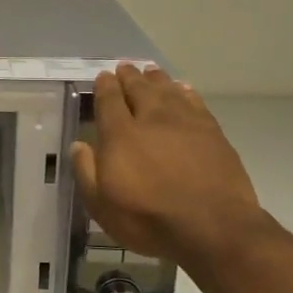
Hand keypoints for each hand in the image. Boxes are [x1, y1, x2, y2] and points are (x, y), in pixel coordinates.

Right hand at [69, 66, 269, 276]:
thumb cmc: (148, 219)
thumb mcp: (102, 205)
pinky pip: (195, 102)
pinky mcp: (212, 133)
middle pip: (139, 89)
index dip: (105, 86)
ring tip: (150, 71)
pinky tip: (183, 89)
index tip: (103, 76)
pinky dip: (186, 92)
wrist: (212, 226)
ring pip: (168, 90)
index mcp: (120, 135)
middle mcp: (151, 119)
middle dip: (130, 76)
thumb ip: (86, 171)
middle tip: (125, 67)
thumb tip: (79, 145)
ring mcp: (185, 123)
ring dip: (156, 79)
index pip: (109, 100)